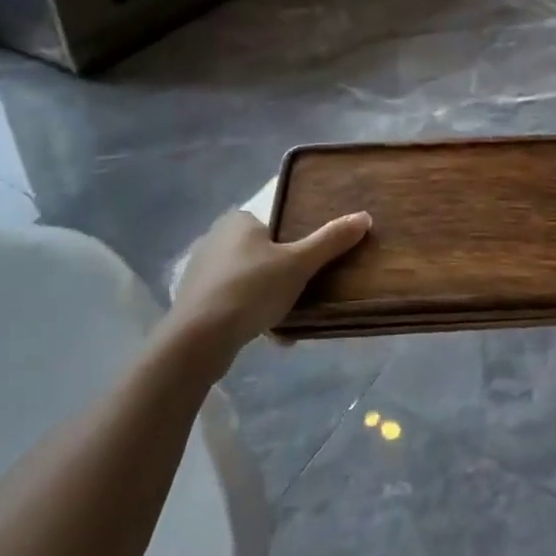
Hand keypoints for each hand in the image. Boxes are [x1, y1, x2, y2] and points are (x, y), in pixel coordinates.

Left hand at [166, 208, 370, 376]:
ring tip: (286, 319)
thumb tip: (364, 216)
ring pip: (245, 280)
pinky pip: (229, 302)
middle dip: (279, 273)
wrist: (197, 339)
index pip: (272, 224)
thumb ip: (331, 240)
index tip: (306, 266)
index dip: (291, 244)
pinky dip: (246, 314)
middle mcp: (214, 239)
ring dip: (264, 297)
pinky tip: (264, 335)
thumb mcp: (299, 263)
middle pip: (260, 253)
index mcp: (238, 221)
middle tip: (301, 292)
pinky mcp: (191, 302)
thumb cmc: (252, 288)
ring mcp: (199, 272)